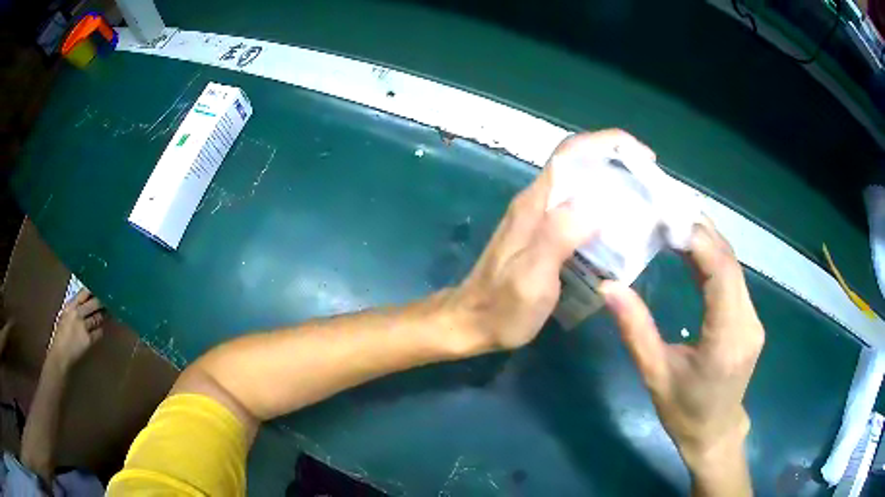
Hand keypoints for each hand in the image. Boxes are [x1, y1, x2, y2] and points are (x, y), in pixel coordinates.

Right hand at [49, 289, 105, 369]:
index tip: (100, 287)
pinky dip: (100, 329)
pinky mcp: (89, 340)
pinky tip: (101, 328)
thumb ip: (74, 308)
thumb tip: (86, 301)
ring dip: (103, 315)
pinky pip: (99, 331)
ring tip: (107, 313)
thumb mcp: (64, 315)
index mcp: (70, 306)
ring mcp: (83, 327)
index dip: (93, 290)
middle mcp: (77, 313)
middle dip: (102, 302)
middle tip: (108, 300)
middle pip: (95, 303)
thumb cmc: (60, 336)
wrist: (60, 355)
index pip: (84, 292)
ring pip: (98, 317)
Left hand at [448, 129, 651, 350]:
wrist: (471, 324)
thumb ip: (559, 236)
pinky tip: (621, 231)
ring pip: (582, 188)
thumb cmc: (502, 307)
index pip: (572, 154)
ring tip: (645, 205)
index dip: (608, 144)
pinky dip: (605, 212)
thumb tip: (597, 204)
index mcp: (536, 204)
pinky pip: (580, 212)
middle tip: (651, 185)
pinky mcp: (545, 238)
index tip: (644, 157)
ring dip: (614, 187)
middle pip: (581, 166)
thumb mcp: (532, 277)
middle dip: (618, 164)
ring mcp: (540, 220)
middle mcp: (539, 203)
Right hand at [600, 220, 763, 488]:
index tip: (666, 215)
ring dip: (706, 239)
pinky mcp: (750, 318)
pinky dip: (712, 257)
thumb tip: (609, 286)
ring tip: (672, 220)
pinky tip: (691, 248)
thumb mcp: (654, 375)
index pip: (721, 273)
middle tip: (664, 208)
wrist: (715, 433)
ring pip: (734, 266)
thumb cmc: (683, 412)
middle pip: (730, 262)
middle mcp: (748, 322)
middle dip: (699, 229)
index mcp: (726, 339)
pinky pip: (733, 278)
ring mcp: (753, 318)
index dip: (698, 238)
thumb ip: (635, 329)